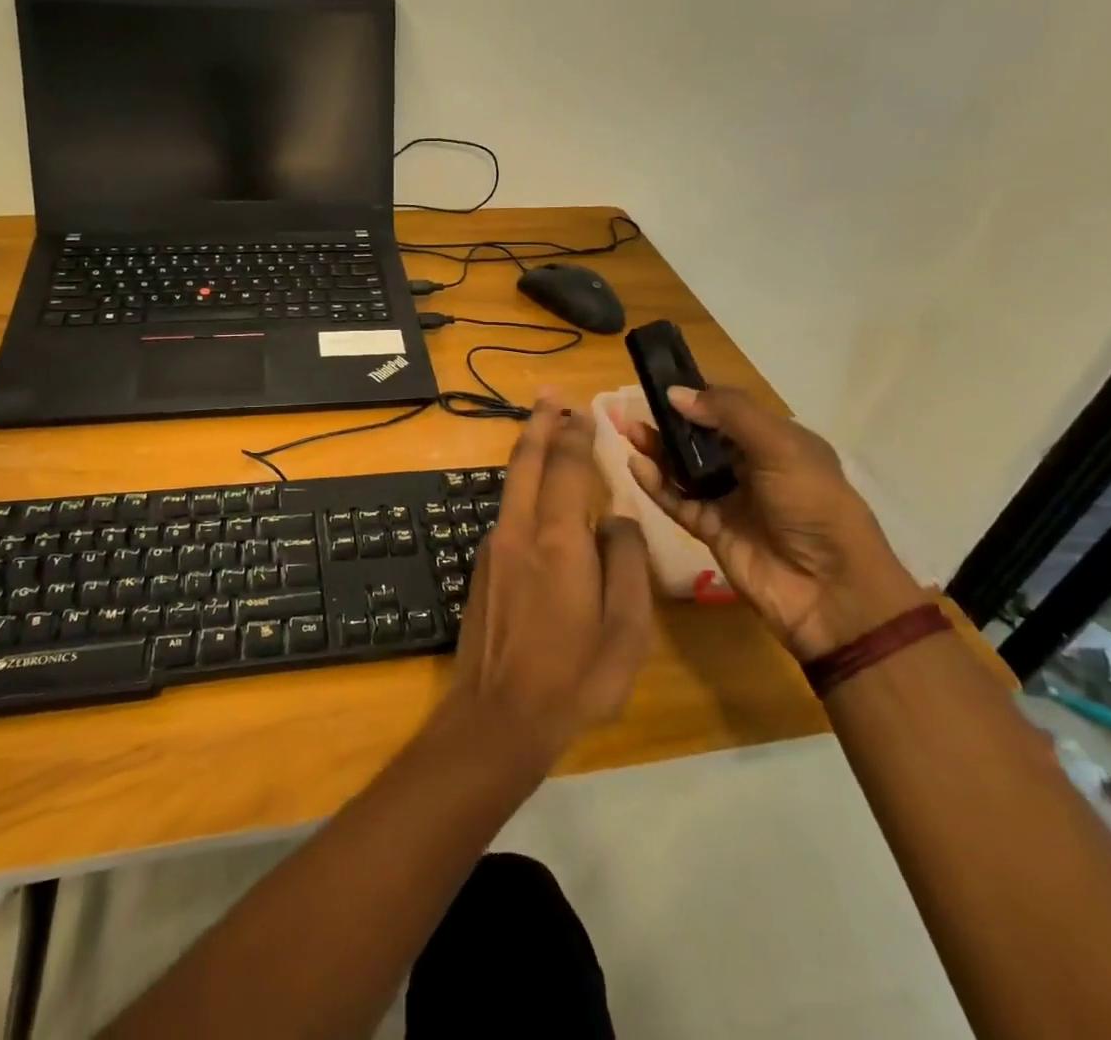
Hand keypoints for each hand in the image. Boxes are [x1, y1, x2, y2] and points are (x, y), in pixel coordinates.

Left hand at [447, 399, 655, 770]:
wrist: (497, 715)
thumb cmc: (574, 678)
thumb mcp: (627, 631)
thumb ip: (626, 564)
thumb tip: (619, 520)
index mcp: (559, 541)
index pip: (569, 469)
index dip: (578, 436)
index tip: (585, 411)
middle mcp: (519, 530)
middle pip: (527, 462)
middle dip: (541, 423)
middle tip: (550, 394)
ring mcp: (494, 545)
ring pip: (512, 483)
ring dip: (529, 451)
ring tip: (545, 429)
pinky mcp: (483, 564)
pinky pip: (508, 511)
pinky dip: (524, 487)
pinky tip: (538, 494)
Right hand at [623, 385, 922, 661]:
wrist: (830, 591)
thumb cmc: (813, 505)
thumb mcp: (780, 447)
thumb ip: (729, 414)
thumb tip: (674, 393)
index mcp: (777, 441)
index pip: (729, 409)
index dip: (697, 395)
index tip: (660, 381)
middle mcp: (751, 466)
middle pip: (700, 438)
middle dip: (669, 422)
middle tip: (633, 407)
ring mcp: (729, 499)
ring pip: (683, 468)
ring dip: (657, 449)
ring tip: (628, 431)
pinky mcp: (710, 529)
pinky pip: (677, 500)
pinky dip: (656, 484)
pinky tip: (636, 466)